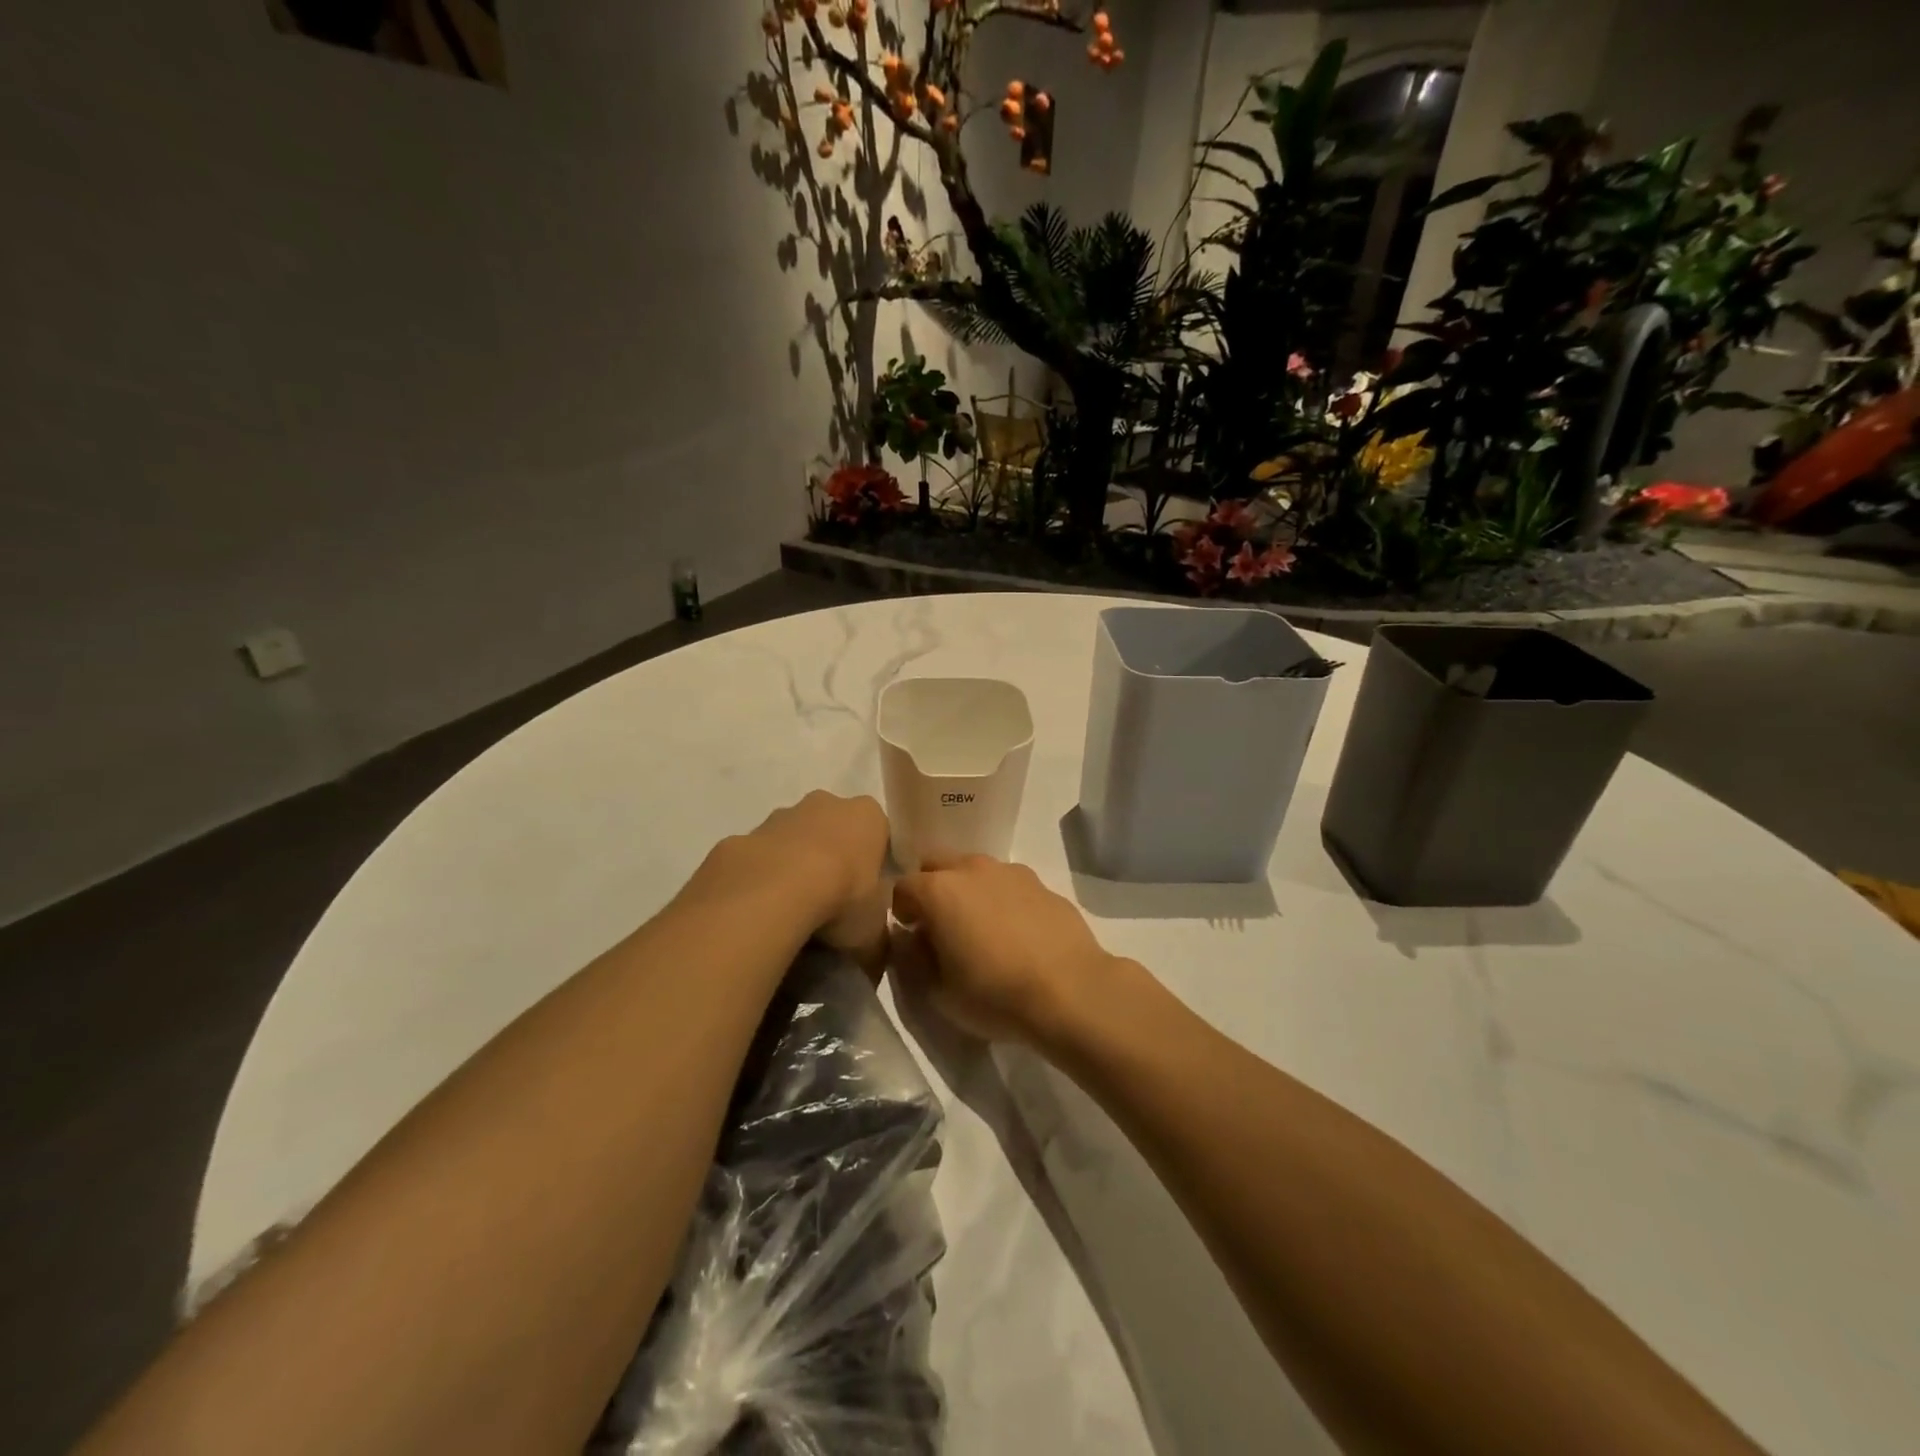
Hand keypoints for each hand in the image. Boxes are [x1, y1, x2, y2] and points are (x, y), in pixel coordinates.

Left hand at [698, 792, 891, 969]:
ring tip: (791, 914)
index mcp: (867, 817)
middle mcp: (825, 804)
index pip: (879, 833)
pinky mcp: (741, 837)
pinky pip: (757, 860)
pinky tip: (758, 915)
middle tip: (831, 905)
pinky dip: (759, 882)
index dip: (875, 864)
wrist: (771, 894)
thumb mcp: (875, 932)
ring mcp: (779, 817)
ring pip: (791, 841)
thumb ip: (878, 937)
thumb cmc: (842, 899)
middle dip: (832, 860)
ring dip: (792, 868)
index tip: (869, 896)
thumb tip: (872, 952)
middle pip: (833, 830)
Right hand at [891, 856, 1116, 1045]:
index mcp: (939, 890)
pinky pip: (1008, 884)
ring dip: (968, 891)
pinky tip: (1016, 934)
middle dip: (931, 889)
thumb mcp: (938, 993)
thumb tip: (908, 938)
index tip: (911, 937)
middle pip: (937, 865)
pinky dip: (1002, 900)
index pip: (902, 887)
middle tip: (941, 927)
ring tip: (981, 930)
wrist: (1071, 991)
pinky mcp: (1042, 884)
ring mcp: (1011, 872)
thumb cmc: (995, 995)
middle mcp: (972, 869)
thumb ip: (912, 959)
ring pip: (976, 870)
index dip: (901, 912)